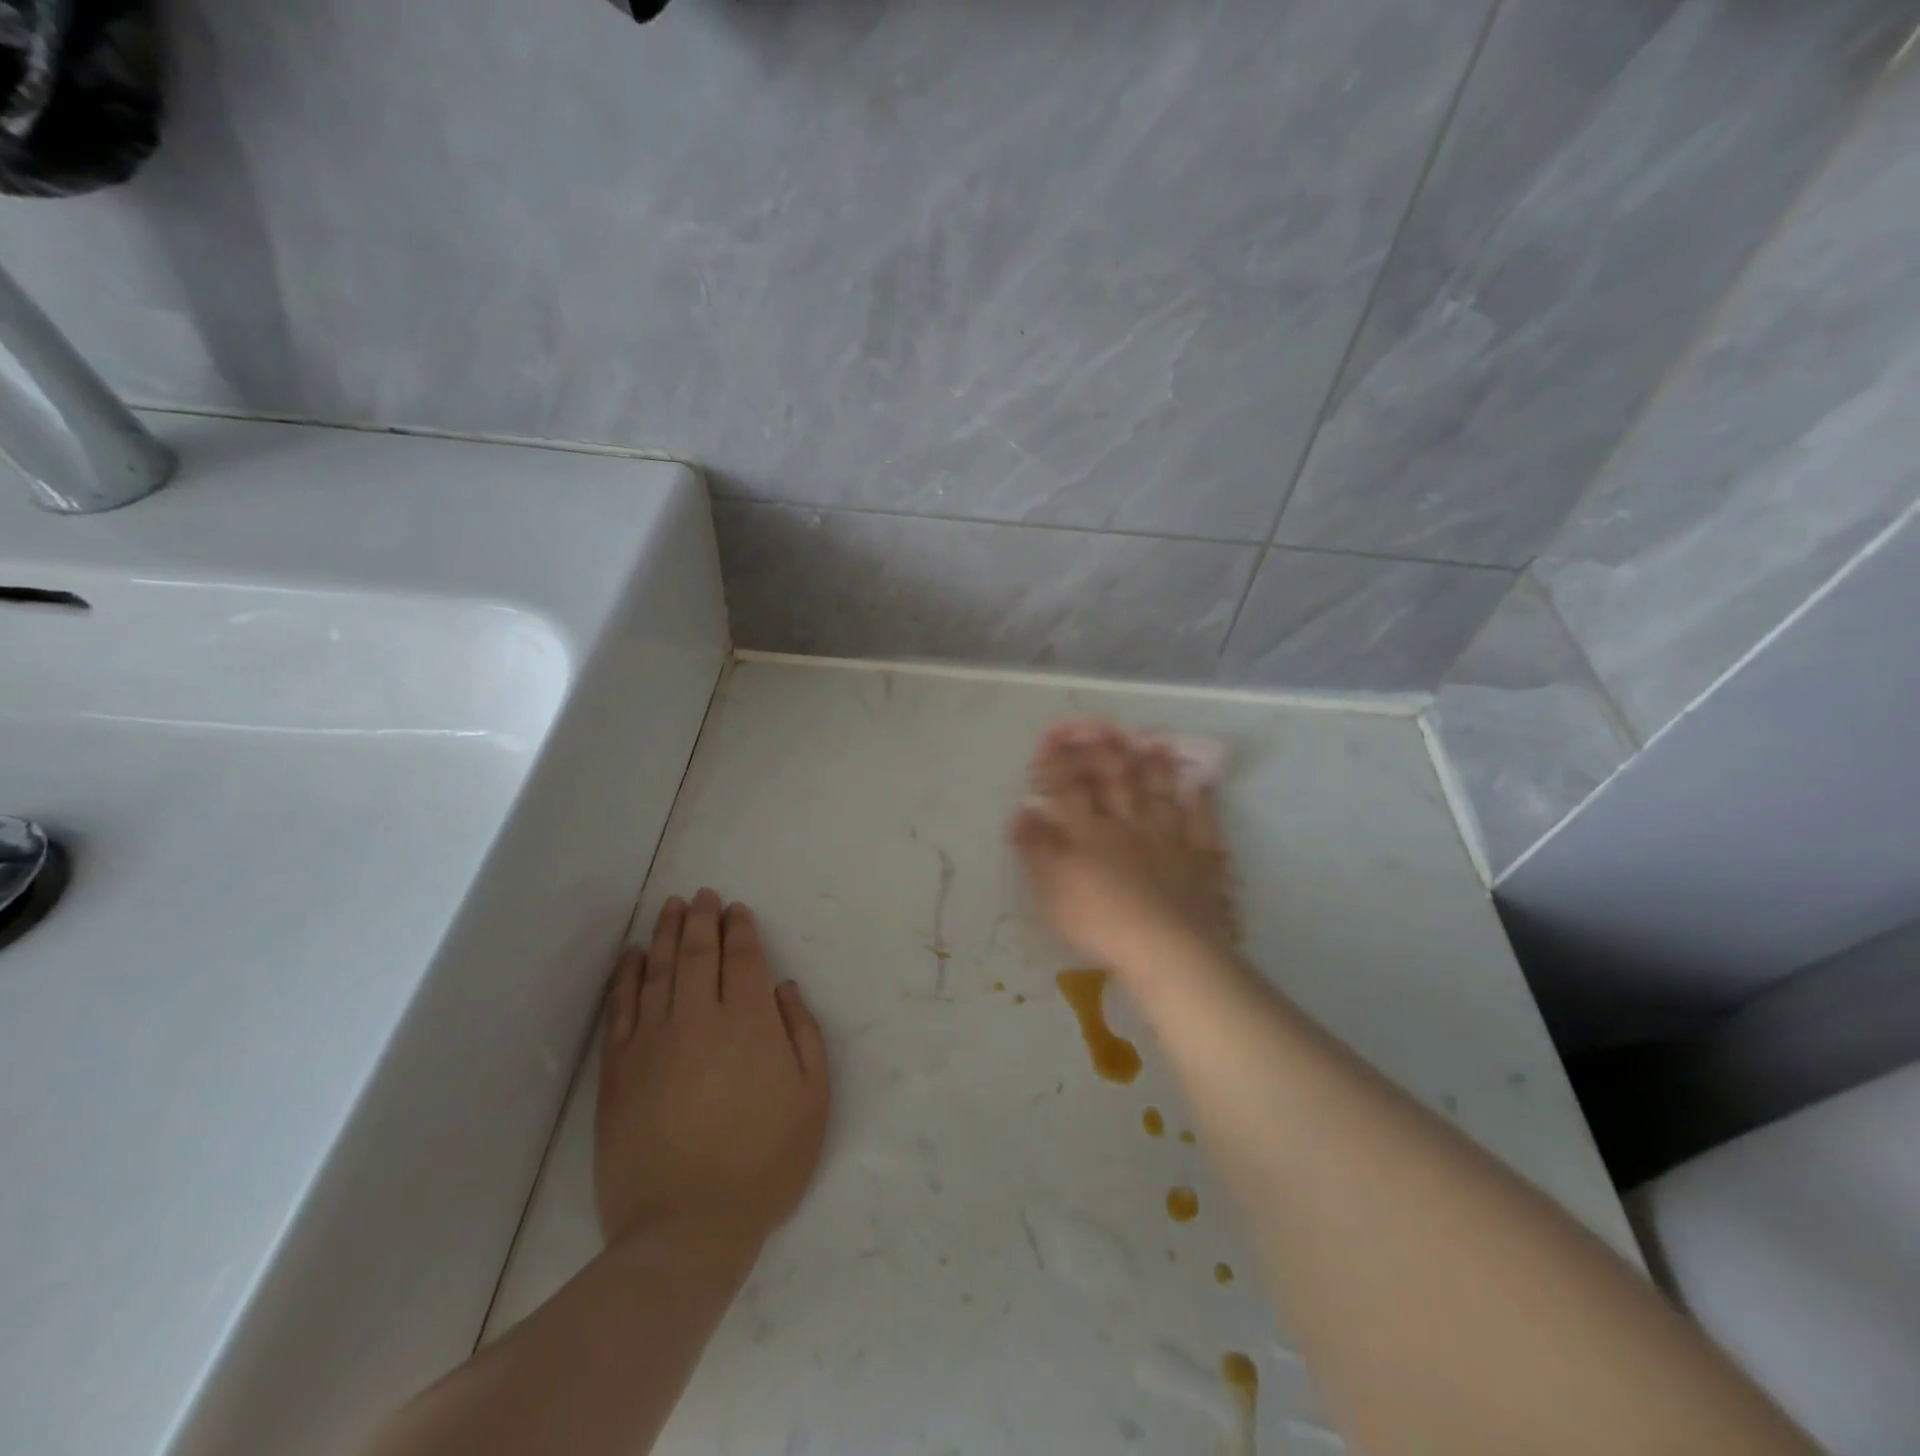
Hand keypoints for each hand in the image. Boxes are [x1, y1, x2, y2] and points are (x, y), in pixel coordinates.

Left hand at [595, 890, 829, 1261]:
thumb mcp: (812, 1100)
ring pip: (660, 970)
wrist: (685, 1231)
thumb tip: (784, 989)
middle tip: (704, 895)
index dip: (741, 929)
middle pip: (700, 953)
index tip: (737, 909)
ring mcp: (653, 1042)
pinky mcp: (618, 1070)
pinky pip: (622, 1008)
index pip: (744, 958)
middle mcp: (700, 1019)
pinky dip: (628, 976)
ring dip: (667, 934)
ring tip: (672, 907)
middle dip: (704, 918)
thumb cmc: (763, 1165)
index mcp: (750, 1023)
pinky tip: (633, 955)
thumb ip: (803, 1035)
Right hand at [1010, 721, 1236, 980]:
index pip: (1068, 790)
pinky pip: (1201, 824)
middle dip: (1106, 753)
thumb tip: (1023, 810)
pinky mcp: (1198, 861)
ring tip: (1154, 741)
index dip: (1058, 762)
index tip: (1052, 734)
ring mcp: (1166, 840)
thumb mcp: (1050, 887)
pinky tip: (1202, 784)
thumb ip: (1035, 847)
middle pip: (1115, 783)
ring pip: (1158, 795)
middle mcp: (1126, 826)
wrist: (1162, 947)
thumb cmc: (1097, 920)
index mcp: (1087, 833)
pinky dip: (1201, 802)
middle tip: (1104, 725)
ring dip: (1154, 768)